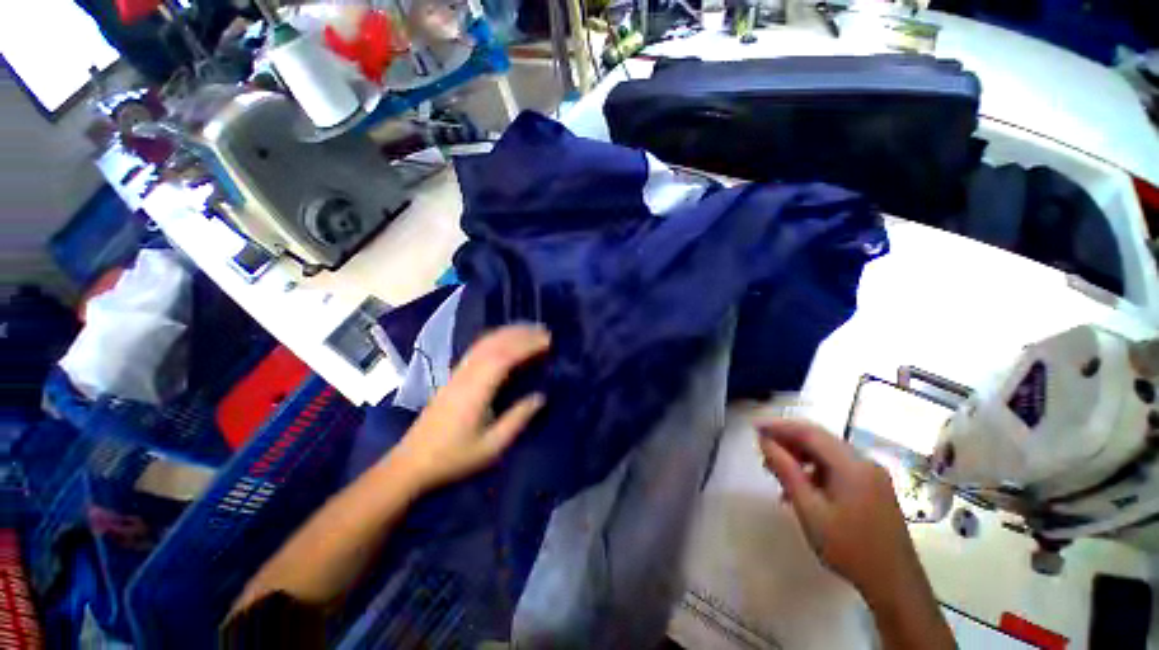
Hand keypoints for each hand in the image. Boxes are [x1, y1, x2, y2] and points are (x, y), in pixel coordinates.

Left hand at [387, 324, 549, 493]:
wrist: (411, 462)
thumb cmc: (454, 457)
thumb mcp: (492, 446)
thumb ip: (518, 418)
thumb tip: (541, 397)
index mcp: (476, 389)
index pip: (505, 357)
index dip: (527, 345)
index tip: (548, 340)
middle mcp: (466, 374)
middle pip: (495, 343)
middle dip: (521, 334)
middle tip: (544, 331)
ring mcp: (457, 373)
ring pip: (484, 342)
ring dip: (508, 332)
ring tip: (529, 330)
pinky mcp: (453, 376)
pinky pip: (477, 348)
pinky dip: (494, 338)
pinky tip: (504, 340)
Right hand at [757, 419, 922, 606]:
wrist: (895, 584)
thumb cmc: (848, 548)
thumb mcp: (810, 509)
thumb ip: (786, 470)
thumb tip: (764, 441)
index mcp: (852, 465)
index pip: (809, 432)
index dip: (779, 426)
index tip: (755, 427)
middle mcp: (864, 462)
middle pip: (819, 439)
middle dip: (788, 440)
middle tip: (762, 450)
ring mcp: (871, 474)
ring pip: (827, 453)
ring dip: (800, 456)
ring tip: (776, 471)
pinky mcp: (873, 487)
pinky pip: (837, 467)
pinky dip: (814, 470)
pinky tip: (800, 488)